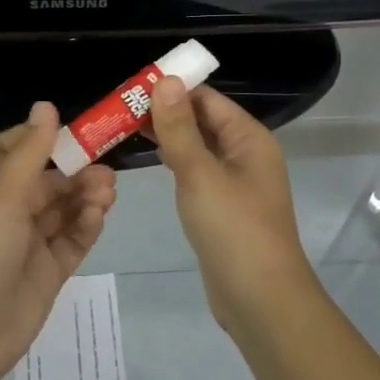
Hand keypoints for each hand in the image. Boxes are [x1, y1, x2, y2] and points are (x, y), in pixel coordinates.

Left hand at [0, 102, 116, 379]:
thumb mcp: (1, 197)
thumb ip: (30, 153)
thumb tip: (47, 105)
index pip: (7, 151)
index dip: (34, 138)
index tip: (67, 130)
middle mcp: (6, 212)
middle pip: (45, 180)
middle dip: (74, 170)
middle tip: (104, 168)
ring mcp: (28, 244)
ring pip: (63, 209)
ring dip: (85, 196)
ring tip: (107, 191)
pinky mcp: (48, 273)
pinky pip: (72, 240)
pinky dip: (87, 225)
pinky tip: (99, 215)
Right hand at [148, 76, 316, 333]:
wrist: (260, 299)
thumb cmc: (232, 228)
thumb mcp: (199, 173)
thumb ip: (179, 127)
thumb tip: (166, 80)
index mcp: (249, 138)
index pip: (207, 98)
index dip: (172, 88)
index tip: (131, 87)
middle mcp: (246, 153)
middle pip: (203, 120)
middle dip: (165, 111)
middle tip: (119, 108)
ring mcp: (236, 182)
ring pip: (198, 146)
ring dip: (168, 135)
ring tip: (124, 126)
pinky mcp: (224, 206)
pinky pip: (197, 171)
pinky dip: (175, 161)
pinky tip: (150, 159)